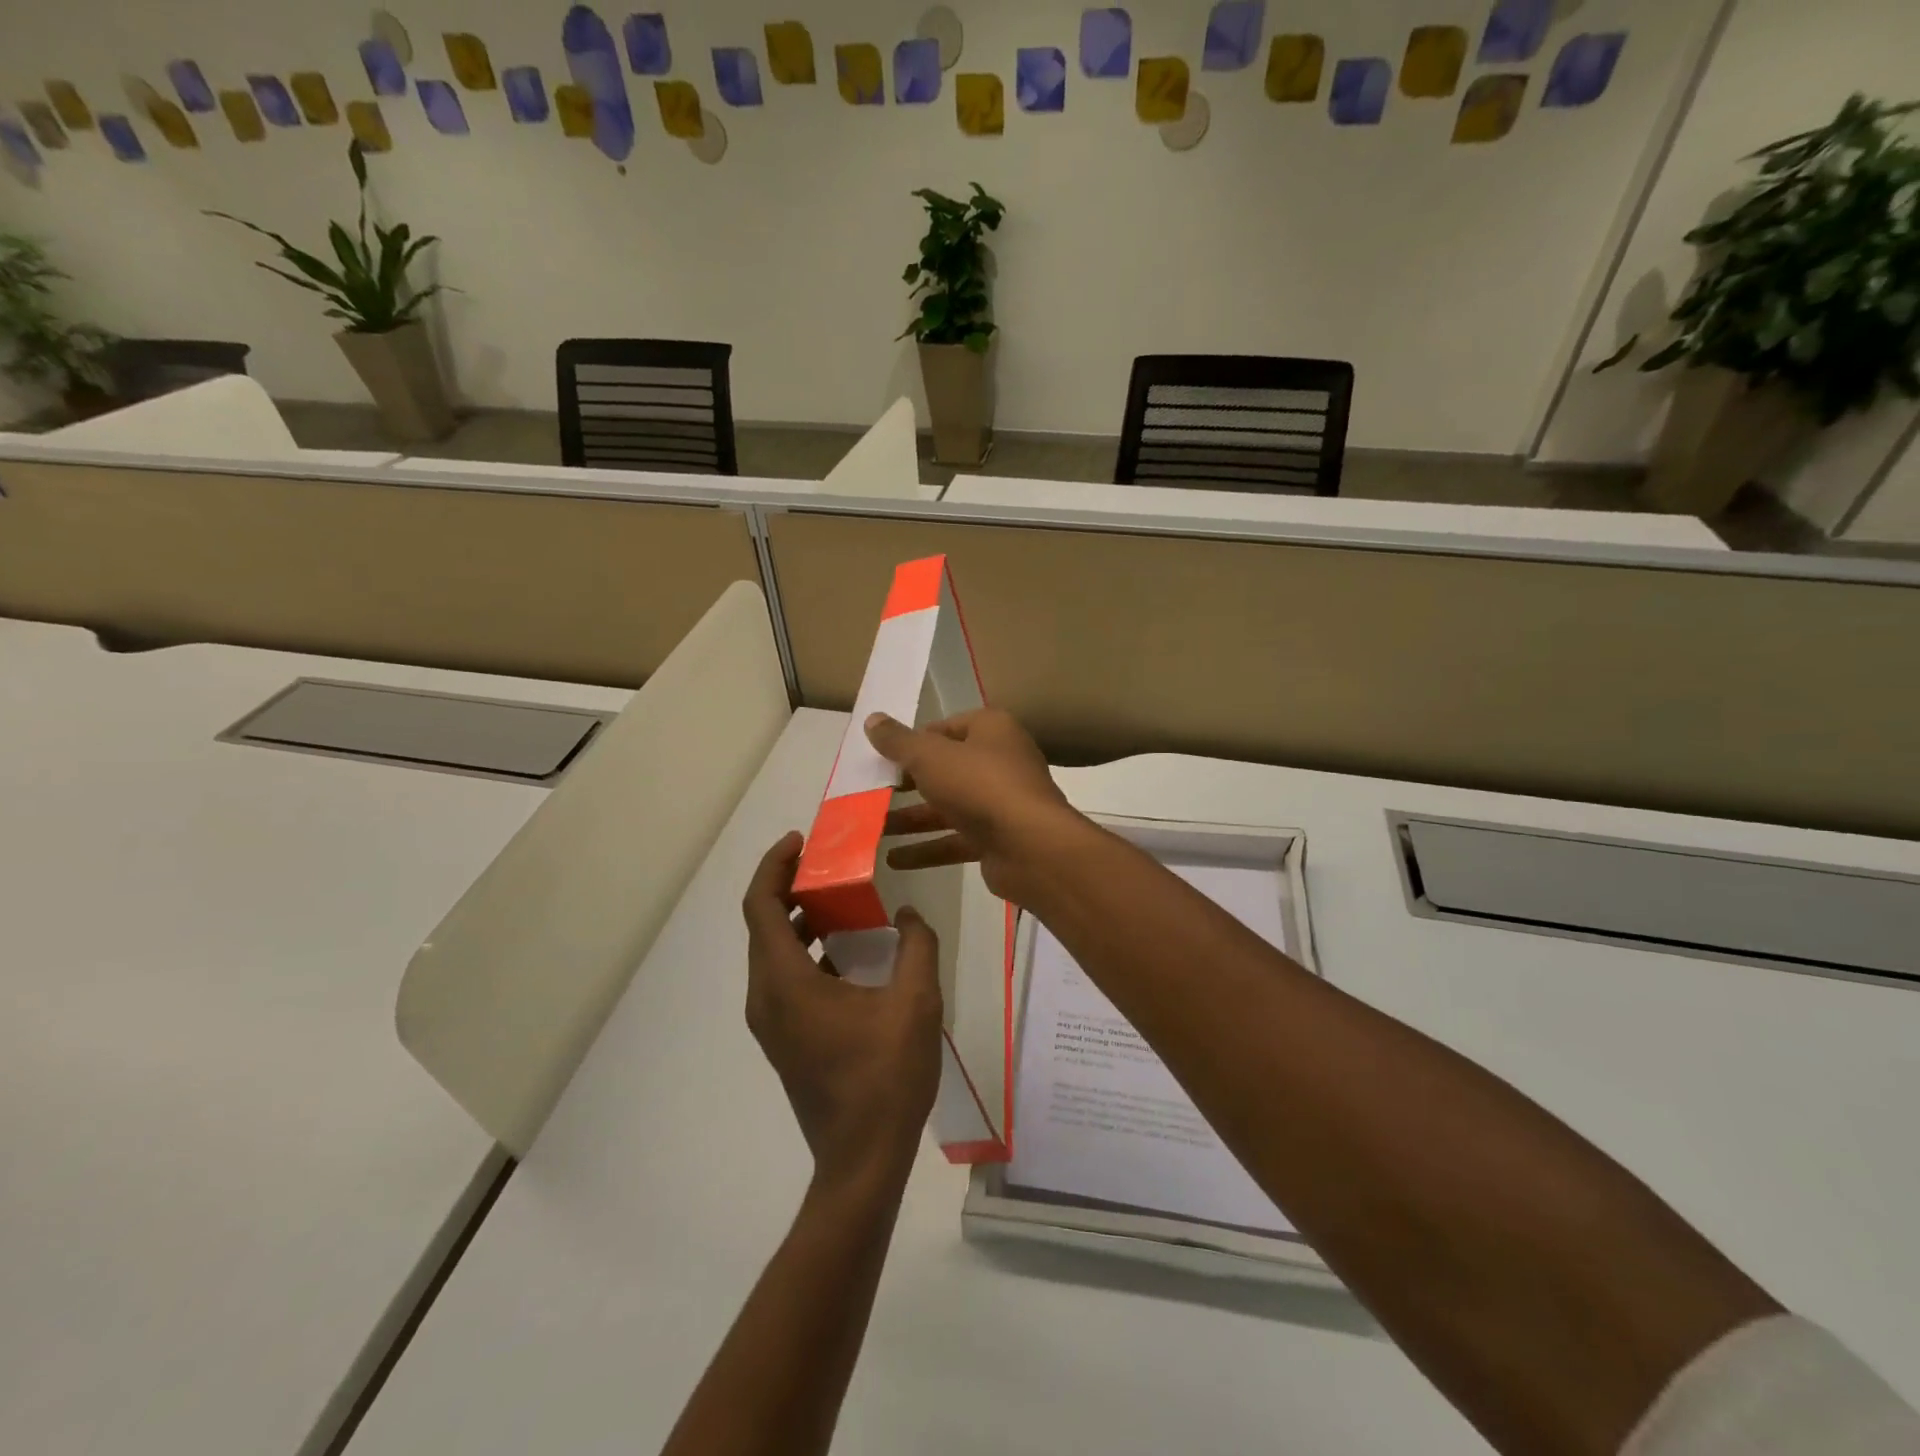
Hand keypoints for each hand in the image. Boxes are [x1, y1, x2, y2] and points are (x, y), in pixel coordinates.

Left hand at [742, 833, 943, 1190]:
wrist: (862, 1161)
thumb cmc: (885, 1078)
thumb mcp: (915, 1003)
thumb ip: (916, 947)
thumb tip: (908, 917)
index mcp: (785, 982)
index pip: (760, 906)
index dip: (774, 866)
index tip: (801, 840)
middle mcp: (766, 997)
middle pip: (763, 925)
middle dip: (790, 887)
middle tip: (829, 864)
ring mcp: (771, 1023)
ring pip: (773, 953)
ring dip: (800, 920)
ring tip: (842, 901)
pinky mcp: (785, 1039)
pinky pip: (785, 978)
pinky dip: (807, 951)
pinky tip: (849, 953)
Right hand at [864, 708, 1085, 905]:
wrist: (1030, 846)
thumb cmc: (979, 785)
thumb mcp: (930, 757)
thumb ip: (899, 742)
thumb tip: (872, 719)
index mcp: (991, 729)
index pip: (946, 728)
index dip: (914, 741)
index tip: (882, 757)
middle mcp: (1000, 761)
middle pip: (946, 768)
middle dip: (909, 783)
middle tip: (872, 792)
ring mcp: (1001, 802)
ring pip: (949, 806)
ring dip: (912, 819)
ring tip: (873, 829)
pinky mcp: (998, 838)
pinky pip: (956, 839)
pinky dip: (927, 848)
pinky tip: (894, 860)